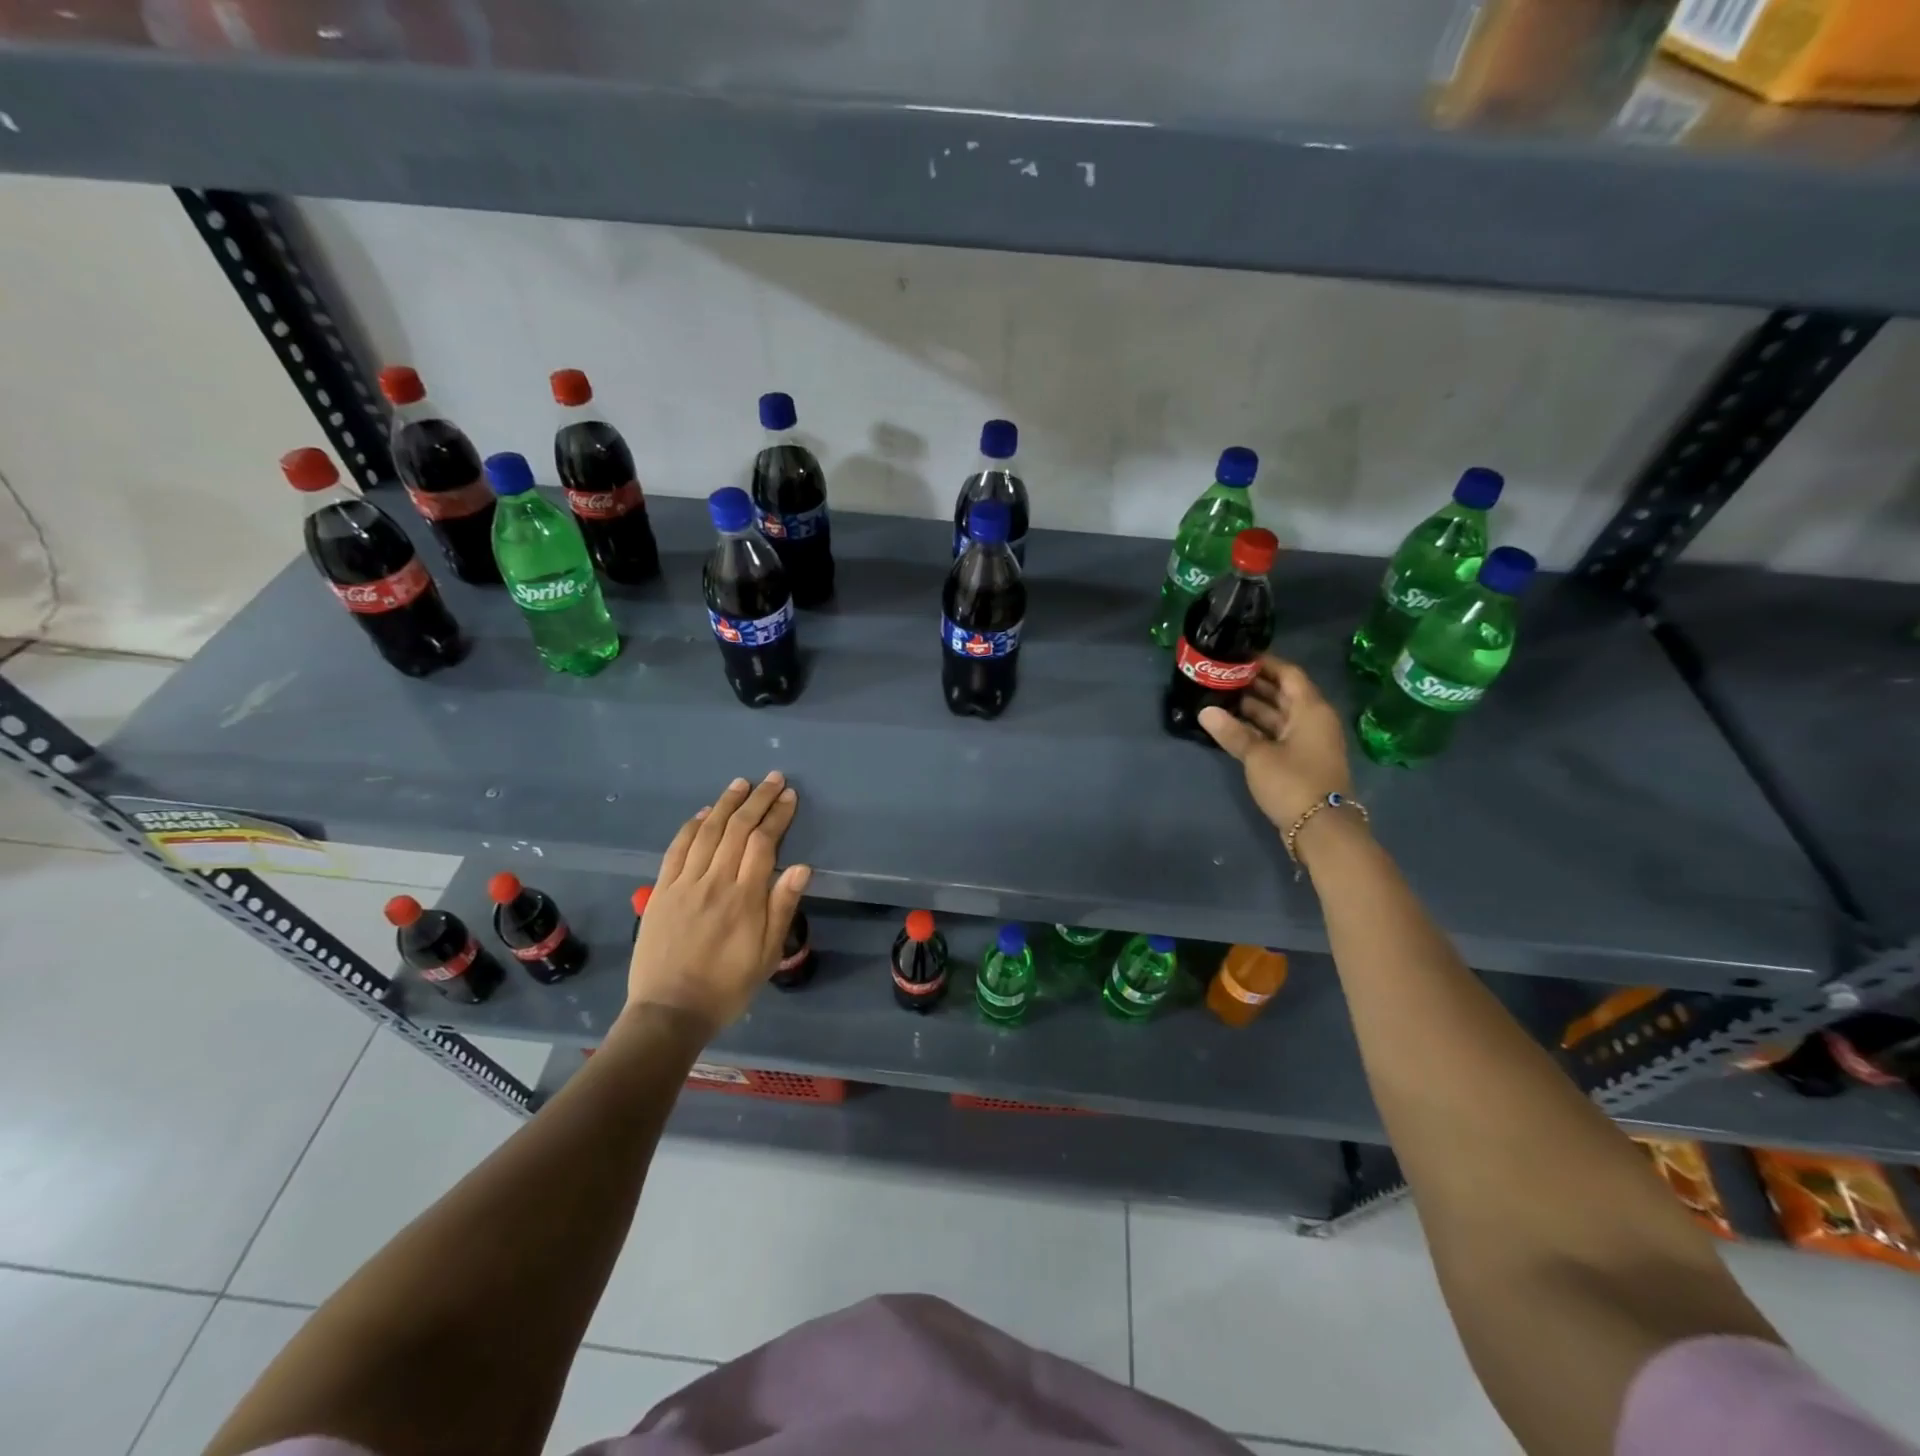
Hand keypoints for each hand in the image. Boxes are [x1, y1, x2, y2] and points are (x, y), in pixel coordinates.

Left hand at [622, 772, 810, 1038]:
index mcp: (745, 898)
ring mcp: (684, 884)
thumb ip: (782, 907)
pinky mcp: (661, 891)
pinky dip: (692, 826)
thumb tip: (801, 867)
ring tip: (741, 784)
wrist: (670, 1011)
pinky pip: (677, 849)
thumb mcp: (767, 954)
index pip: (763, 843)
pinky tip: (705, 813)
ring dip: (726, 804)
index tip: (789, 796)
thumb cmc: (728, 986)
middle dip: (757, 800)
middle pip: (737, 829)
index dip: (777, 816)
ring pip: (707, 832)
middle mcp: (715, 882)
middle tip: (772, 778)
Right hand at [1199, 656, 1352, 832]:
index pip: (1288, 674)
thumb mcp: (1258, 756)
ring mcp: (1308, 742)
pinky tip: (1231, 728)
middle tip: (1220, 678)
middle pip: (1283, 694)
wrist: (1322, 829)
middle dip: (1253, 686)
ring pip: (1278, 716)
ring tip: (1219, 699)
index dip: (1264, 663)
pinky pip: (1277, 734)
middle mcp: (1313, 720)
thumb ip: (1232, 732)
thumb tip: (1204, 711)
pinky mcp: (1301, 761)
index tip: (1236, 658)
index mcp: (1310, 709)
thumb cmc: (1293, 782)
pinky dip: (1257, 729)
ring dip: (1252, 708)